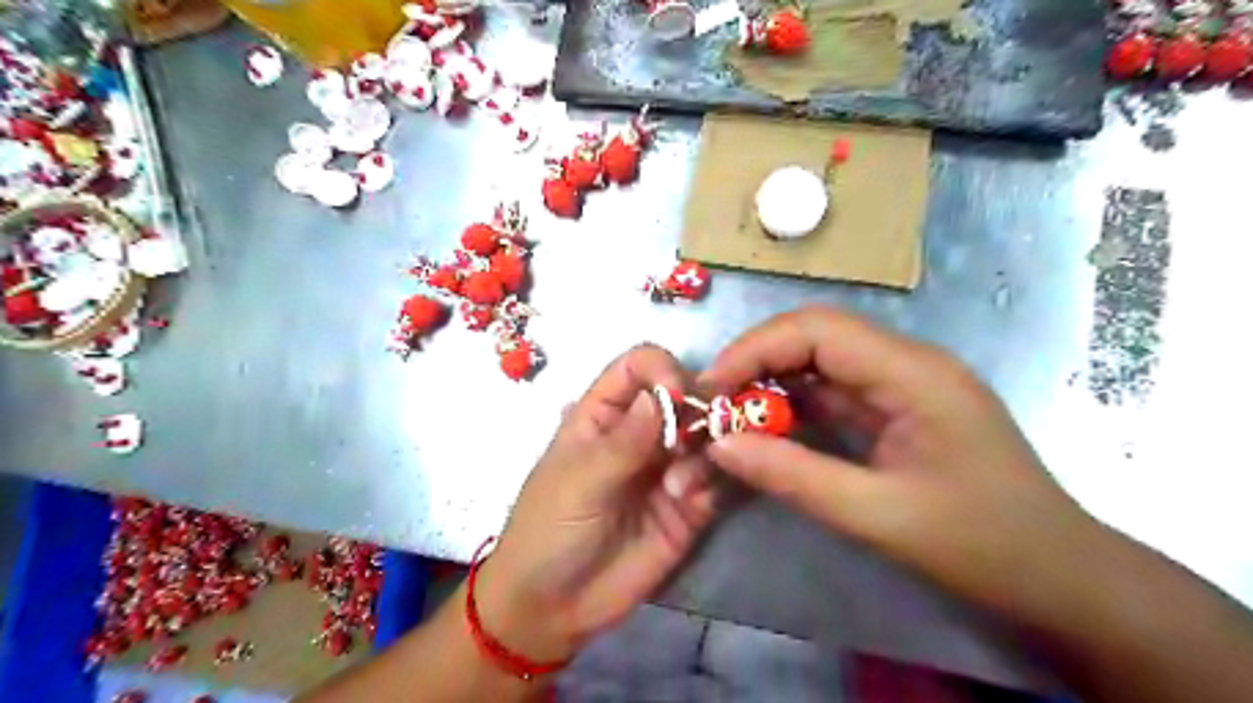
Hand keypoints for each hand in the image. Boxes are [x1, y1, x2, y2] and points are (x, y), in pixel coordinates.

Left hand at [479, 346, 715, 664]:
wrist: (554, 608)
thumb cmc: (550, 531)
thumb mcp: (579, 482)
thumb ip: (625, 441)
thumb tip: (664, 392)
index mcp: (603, 414)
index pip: (639, 366)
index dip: (662, 370)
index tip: (679, 394)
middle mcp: (641, 432)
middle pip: (684, 395)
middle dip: (696, 410)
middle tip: (690, 441)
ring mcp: (666, 467)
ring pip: (706, 435)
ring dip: (704, 451)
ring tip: (679, 488)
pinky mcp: (688, 504)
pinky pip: (715, 478)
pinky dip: (712, 481)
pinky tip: (691, 502)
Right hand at [702, 307, 1102, 621]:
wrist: (1061, 578)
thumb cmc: (982, 545)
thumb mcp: (877, 516)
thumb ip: (793, 476)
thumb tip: (720, 445)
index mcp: (913, 373)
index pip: (817, 330)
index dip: (755, 349)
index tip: (712, 390)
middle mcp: (907, 363)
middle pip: (815, 337)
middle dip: (757, 363)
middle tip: (715, 405)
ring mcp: (903, 385)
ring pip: (821, 363)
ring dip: (772, 384)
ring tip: (732, 417)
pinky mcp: (897, 409)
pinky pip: (834, 392)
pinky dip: (795, 406)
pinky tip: (768, 428)